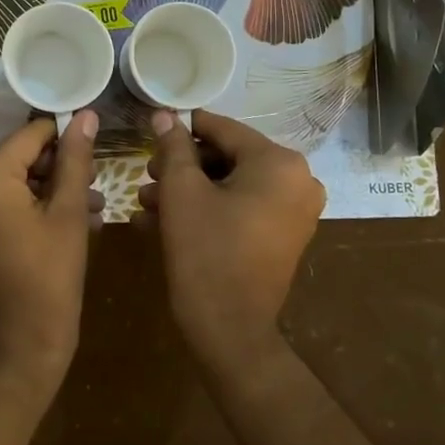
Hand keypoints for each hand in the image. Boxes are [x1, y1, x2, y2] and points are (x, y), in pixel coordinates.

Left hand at [0, 111, 99, 396]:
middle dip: (58, 169)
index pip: (30, 136)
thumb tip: (86, 115)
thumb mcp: (68, 214)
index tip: (95, 152)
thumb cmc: (50, 280)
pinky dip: (27, 208)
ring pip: (10, 183)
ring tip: (91, 208)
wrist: (17, 352)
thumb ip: (75, 159)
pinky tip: (66, 223)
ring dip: (48, 190)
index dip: (66, 139)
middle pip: (18, 158)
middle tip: (96, 186)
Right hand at [137, 110, 324, 377]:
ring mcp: (294, 211)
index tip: (151, 133)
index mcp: (278, 162)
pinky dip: (207, 210)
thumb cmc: (205, 250)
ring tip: (147, 202)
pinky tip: (163, 221)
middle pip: (227, 157)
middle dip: (183, 166)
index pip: (222, 129)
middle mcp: (297, 180)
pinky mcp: (283, 236)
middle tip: (147, 175)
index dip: (182, 130)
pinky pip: (241, 208)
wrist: (230, 330)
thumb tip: (165, 114)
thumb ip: (173, 146)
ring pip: (231, 185)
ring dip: (188, 190)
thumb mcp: (182, 191)